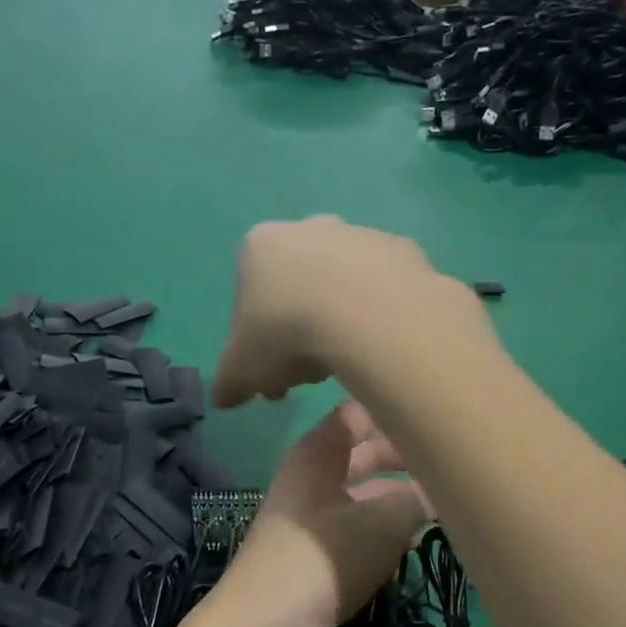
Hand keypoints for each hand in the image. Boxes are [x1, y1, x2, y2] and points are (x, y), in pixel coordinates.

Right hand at [212, 217, 474, 409]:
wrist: (368, 313)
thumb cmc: (286, 333)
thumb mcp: (242, 370)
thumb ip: (229, 382)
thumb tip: (223, 398)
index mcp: (259, 247)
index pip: (247, 296)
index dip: (254, 340)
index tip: (268, 373)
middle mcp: (307, 228)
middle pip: (295, 287)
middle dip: (295, 330)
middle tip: (305, 375)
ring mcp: (358, 234)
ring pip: (338, 286)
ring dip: (336, 323)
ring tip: (344, 366)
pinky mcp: (401, 249)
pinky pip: (381, 290)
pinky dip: (375, 316)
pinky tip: (377, 346)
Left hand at [212, 401, 431, 626]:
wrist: (266, 625)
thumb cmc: (322, 558)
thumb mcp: (382, 523)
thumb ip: (417, 498)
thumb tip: (442, 487)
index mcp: (319, 452)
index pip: (358, 412)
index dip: (395, 408)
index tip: (439, 413)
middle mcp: (312, 475)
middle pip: (364, 452)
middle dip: (406, 455)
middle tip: (454, 462)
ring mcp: (311, 513)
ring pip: (363, 491)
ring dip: (399, 494)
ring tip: (447, 499)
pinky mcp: (314, 550)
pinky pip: (356, 524)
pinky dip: (384, 525)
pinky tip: (415, 536)